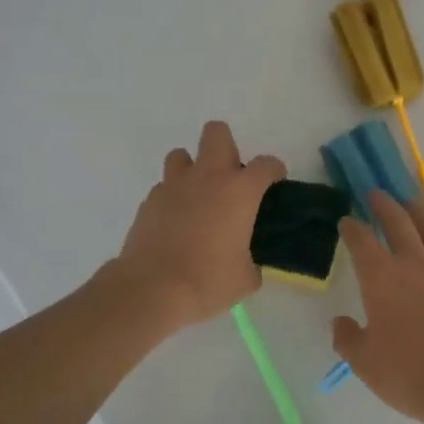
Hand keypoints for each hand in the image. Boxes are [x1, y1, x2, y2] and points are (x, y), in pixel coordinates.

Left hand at [110, 121, 283, 330]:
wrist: (152, 290)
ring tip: (197, 197)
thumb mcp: (246, 278)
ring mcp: (174, 185)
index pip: (266, 164)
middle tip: (230, 179)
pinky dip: (173, 198)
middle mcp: (208, 177)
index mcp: (240, 191)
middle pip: (217, 133)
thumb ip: (252, 261)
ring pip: (182, 155)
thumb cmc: (208, 281)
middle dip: (227, 147)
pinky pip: (164, 187)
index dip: (274, 171)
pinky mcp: (149, 201)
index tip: (274, 184)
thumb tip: (247, 263)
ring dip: (193, 169)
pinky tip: (175, 222)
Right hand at [332, 192, 423, 423]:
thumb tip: (340, 323)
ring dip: (420, 212)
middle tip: (376, 194)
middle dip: (384, 204)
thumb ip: (348, 339)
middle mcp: (415, 264)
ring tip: (412, 204)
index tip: (346, 221)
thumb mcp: (365, 364)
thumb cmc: (411, 375)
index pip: (362, 240)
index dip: (352, 227)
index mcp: (382, 278)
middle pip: (399, 221)